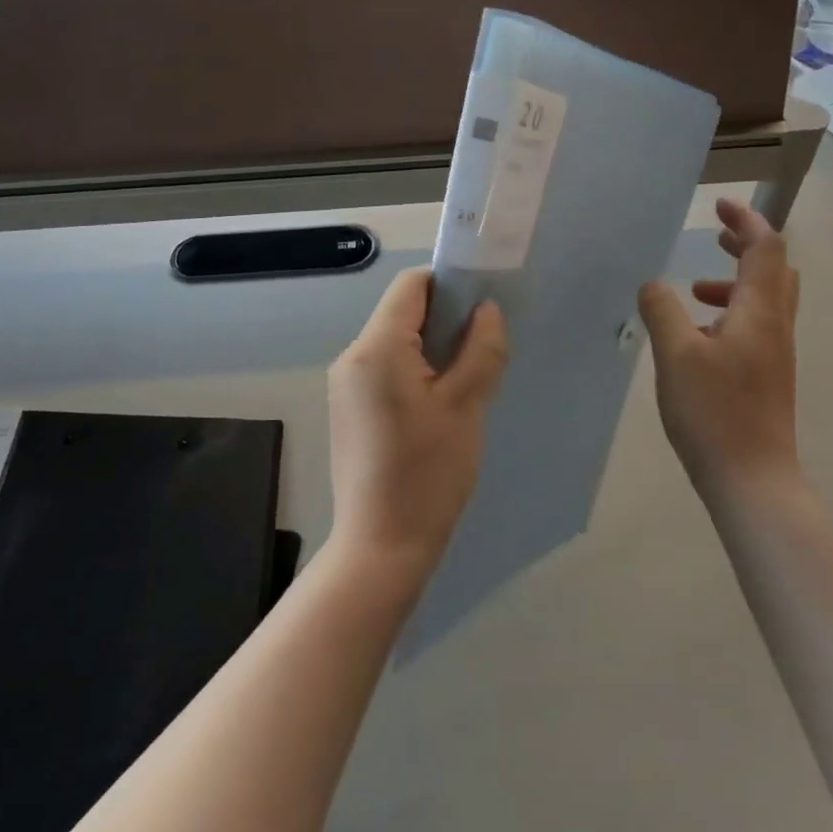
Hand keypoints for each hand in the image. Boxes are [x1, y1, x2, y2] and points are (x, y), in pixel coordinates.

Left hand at [327, 269, 506, 572]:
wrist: (381, 546)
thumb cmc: (427, 473)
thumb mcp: (466, 405)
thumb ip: (481, 347)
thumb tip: (486, 309)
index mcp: (376, 347)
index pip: (412, 285)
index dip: (450, 285)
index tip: (483, 306)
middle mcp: (352, 356)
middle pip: (402, 311)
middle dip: (444, 319)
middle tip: (483, 347)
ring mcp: (346, 384)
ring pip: (395, 341)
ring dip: (432, 347)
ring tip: (466, 379)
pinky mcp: (349, 407)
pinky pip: (385, 368)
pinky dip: (416, 370)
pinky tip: (440, 403)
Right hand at [637, 197, 800, 501]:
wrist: (752, 479)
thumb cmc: (714, 411)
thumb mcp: (676, 355)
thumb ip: (662, 311)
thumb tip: (653, 284)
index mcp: (759, 311)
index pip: (766, 248)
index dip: (745, 221)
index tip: (719, 205)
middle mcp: (775, 326)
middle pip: (774, 270)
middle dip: (746, 246)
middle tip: (714, 238)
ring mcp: (775, 353)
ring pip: (765, 300)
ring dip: (734, 282)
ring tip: (693, 290)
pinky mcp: (766, 376)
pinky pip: (754, 326)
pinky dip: (730, 313)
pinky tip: (697, 337)